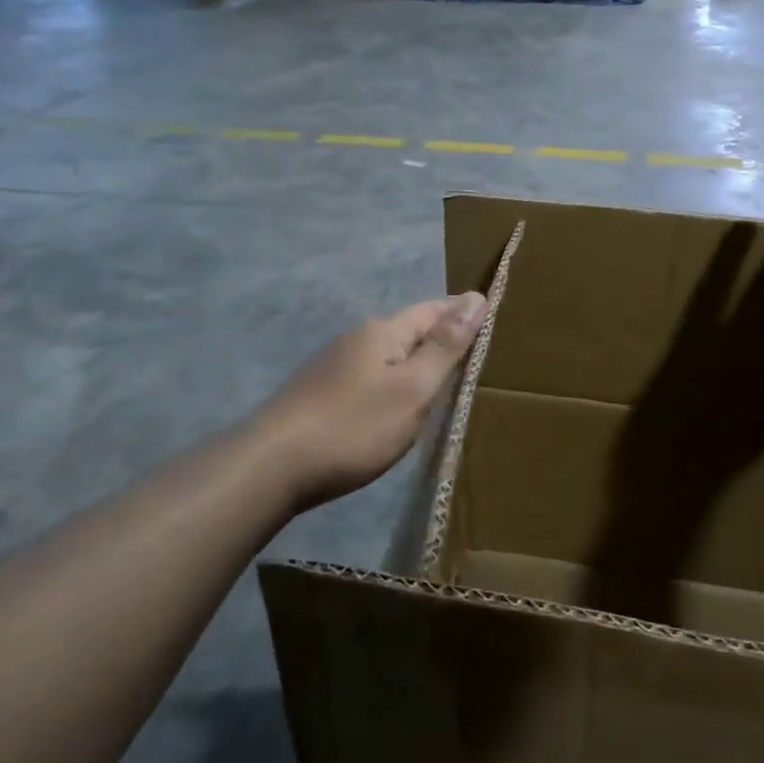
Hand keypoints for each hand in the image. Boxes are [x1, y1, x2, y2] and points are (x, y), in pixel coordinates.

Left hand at [252, 293, 486, 509]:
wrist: (273, 466)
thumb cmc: (355, 426)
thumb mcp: (413, 388)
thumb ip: (446, 346)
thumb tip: (476, 296)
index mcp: (382, 332)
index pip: (432, 310)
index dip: (461, 314)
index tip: (490, 324)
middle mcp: (355, 339)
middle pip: (408, 332)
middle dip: (439, 340)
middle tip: (473, 359)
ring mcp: (332, 367)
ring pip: (387, 357)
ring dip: (414, 365)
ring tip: (440, 386)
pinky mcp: (319, 394)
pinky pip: (369, 379)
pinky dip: (391, 386)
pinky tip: (394, 408)